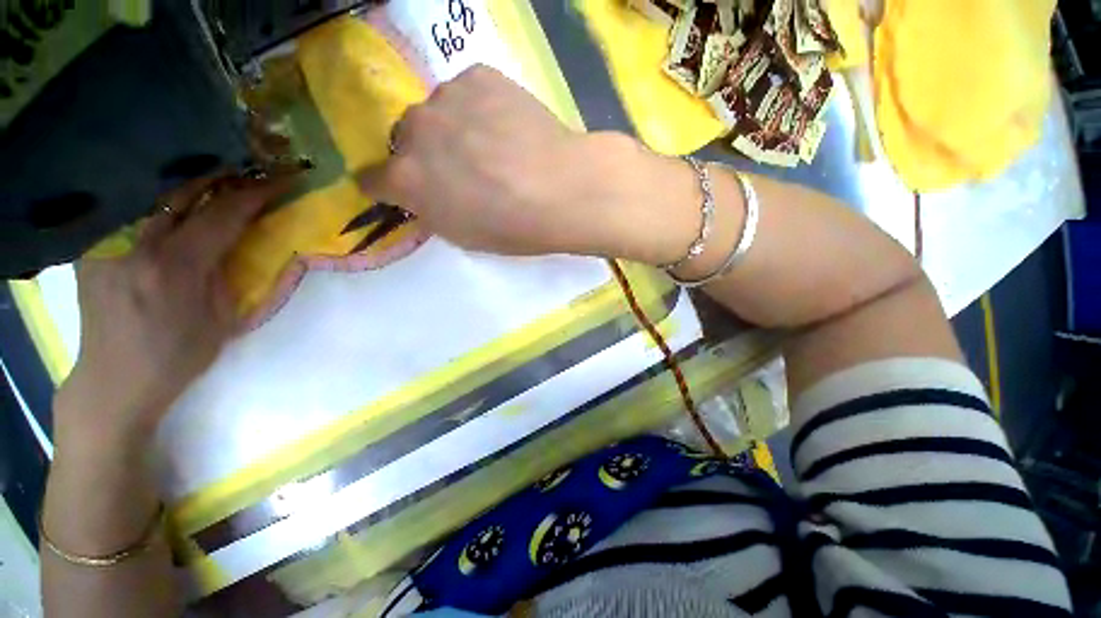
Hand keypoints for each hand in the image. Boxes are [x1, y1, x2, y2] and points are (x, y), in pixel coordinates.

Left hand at [54, 171, 298, 446]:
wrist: (115, 380)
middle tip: (249, 169)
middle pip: (181, 192)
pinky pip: (131, 211)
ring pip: (153, 196)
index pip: (222, 214)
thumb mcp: (222, 319)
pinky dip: (159, 201)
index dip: (254, 193)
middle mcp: (135, 245)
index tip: (281, 179)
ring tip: (216, 178)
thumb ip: (228, 273)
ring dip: (190, 185)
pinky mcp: (94, 248)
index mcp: (176, 267)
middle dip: (220, 176)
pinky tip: (174, 202)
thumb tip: (238, 240)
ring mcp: (107, 243)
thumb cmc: (178, 356)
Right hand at [357, 64, 683, 258]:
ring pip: (437, 114)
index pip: (373, 179)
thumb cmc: (514, 227)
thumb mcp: (463, 236)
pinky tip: (507, 127)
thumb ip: (431, 210)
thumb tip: (423, 192)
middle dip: (426, 156)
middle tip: (463, 169)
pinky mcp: (478, 76)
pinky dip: (480, 109)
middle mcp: (415, 132)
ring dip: (453, 129)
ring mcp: (446, 98)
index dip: (391, 187)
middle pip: (406, 140)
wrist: (562, 191)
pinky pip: (468, 93)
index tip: (409, 190)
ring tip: (493, 147)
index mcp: (408, 180)